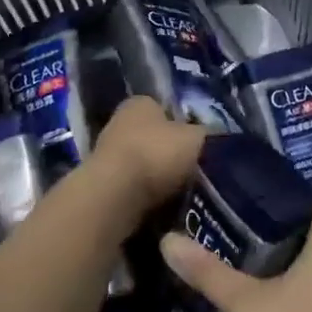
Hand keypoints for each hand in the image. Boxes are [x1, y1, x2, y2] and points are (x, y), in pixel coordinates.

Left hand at [88, 96, 204, 221]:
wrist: (116, 196)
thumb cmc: (157, 154)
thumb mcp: (196, 138)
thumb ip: (204, 134)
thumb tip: (209, 137)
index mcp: (140, 103)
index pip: (164, 108)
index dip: (182, 124)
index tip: (198, 143)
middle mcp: (119, 122)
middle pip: (152, 137)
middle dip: (170, 153)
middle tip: (194, 170)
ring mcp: (107, 155)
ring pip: (143, 164)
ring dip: (158, 178)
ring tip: (182, 193)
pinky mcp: (102, 185)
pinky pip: (133, 189)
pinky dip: (146, 197)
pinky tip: (163, 208)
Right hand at [160, 196, 311, 311]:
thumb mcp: (241, 303)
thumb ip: (207, 270)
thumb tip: (168, 240)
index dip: (290, 194)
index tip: (256, 194)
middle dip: (288, 229)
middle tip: (245, 225)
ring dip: (299, 263)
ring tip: (256, 259)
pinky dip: (309, 290)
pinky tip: (279, 301)